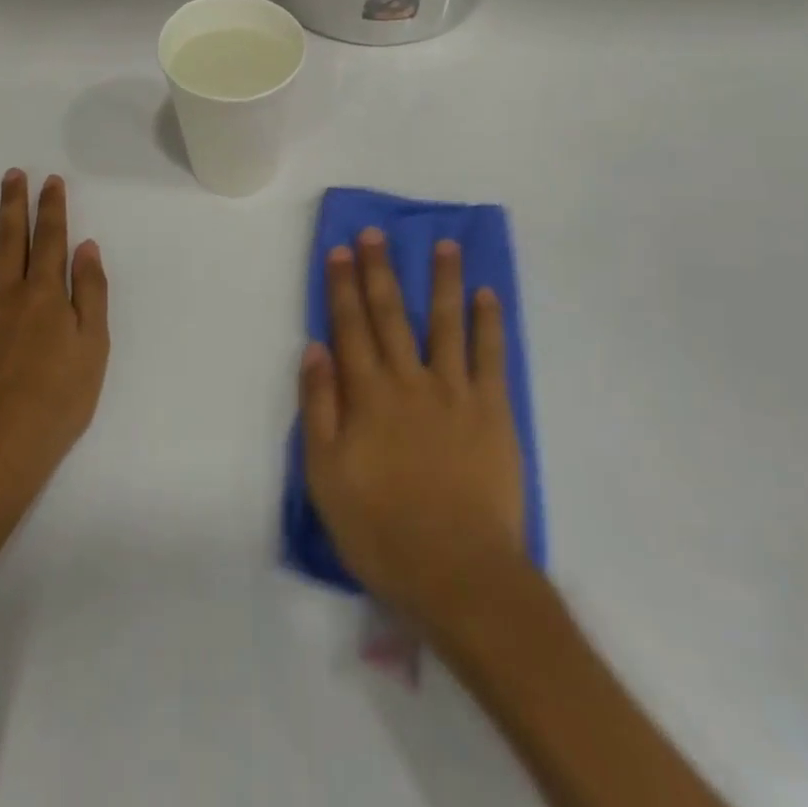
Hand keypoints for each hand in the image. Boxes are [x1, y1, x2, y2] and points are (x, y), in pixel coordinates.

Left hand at [0, 170, 108, 503]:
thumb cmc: (55, 404)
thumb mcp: (93, 350)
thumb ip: (91, 295)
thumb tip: (86, 248)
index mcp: (47, 296)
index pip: (51, 240)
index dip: (52, 208)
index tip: (50, 181)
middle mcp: (6, 293)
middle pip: (10, 239)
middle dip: (13, 203)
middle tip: (11, 173)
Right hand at [299, 229, 524, 630]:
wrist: (459, 573)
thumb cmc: (382, 530)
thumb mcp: (326, 475)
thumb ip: (319, 407)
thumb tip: (314, 348)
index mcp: (368, 396)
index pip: (350, 327)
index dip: (342, 286)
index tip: (339, 250)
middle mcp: (409, 381)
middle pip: (391, 315)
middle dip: (380, 271)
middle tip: (375, 233)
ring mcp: (455, 392)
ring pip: (446, 323)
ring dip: (442, 281)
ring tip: (442, 244)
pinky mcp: (493, 412)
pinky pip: (491, 357)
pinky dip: (489, 323)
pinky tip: (488, 295)